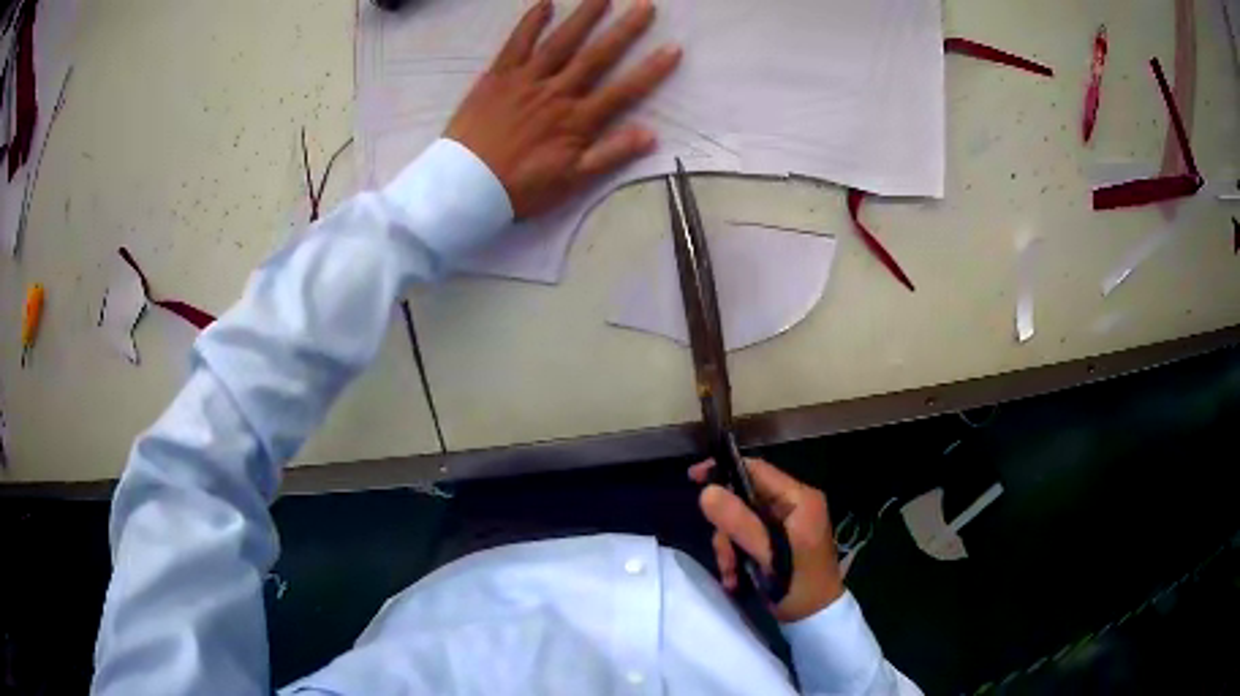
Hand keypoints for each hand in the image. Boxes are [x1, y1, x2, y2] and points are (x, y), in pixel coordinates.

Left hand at [444, 0, 680, 218]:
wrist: (464, 186)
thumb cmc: (520, 188)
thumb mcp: (571, 181)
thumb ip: (610, 155)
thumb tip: (651, 134)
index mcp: (577, 120)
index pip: (624, 91)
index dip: (651, 70)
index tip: (673, 48)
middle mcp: (557, 93)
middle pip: (597, 56)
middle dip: (624, 30)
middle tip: (645, 5)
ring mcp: (526, 81)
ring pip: (561, 43)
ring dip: (584, 17)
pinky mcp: (498, 77)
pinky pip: (516, 44)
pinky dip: (531, 22)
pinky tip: (545, 3)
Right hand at [690, 458, 844, 622]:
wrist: (815, 619)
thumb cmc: (799, 586)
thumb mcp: (769, 556)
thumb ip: (740, 523)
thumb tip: (706, 491)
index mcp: (800, 500)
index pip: (757, 470)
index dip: (725, 470)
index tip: (694, 478)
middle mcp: (793, 505)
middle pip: (744, 499)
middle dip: (727, 530)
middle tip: (724, 557)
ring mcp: (785, 524)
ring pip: (740, 521)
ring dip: (729, 549)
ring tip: (731, 575)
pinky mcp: (776, 540)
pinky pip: (745, 538)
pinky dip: (736, 556)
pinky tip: (735, 578)